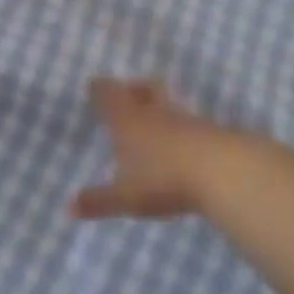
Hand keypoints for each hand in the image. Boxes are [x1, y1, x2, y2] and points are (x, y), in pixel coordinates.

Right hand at [70, 79, 246, 219]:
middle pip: (144, 89)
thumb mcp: (125, 196)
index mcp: (127, 120)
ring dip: (160, 107)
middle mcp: (155, 113)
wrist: (225, 172)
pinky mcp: (213, 132)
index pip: (109, 94)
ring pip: (169, 104)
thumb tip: (68, 209)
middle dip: (133, 88)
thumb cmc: (163, 179)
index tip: (94, 85)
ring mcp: (187, 120)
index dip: (100, 89)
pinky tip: (183, 143)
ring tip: (155, 121)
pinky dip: (183, 128)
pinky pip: (191, 123)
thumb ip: (98, 201)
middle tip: (127, 93)